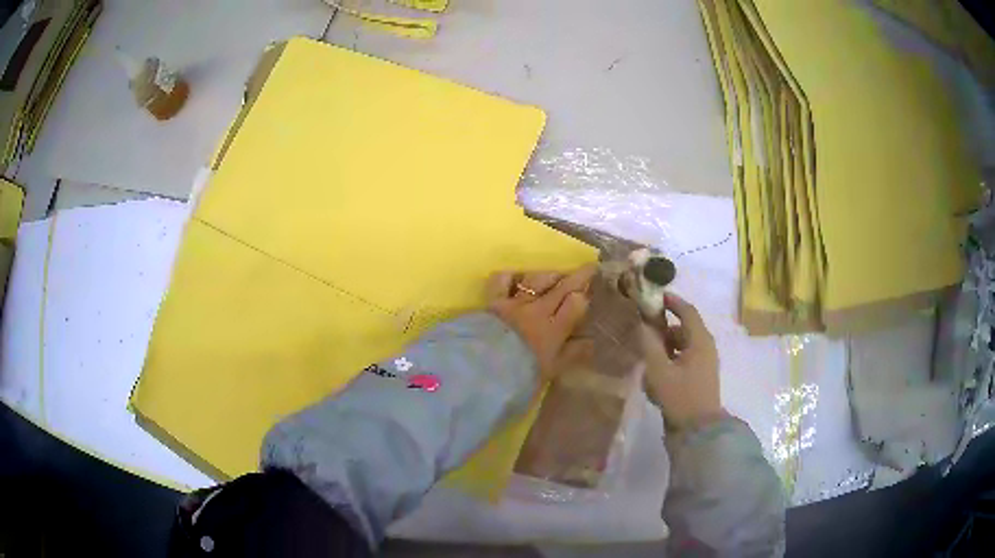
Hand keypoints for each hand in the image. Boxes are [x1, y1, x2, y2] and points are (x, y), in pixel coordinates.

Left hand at [487, 265, 596, 382]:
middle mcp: (538, 310)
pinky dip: (511, 277)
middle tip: (589, 268)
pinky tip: (517, 277)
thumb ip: (573, 353)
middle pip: (562, 288)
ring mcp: (515, 303)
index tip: (589, 293)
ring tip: (556, 275)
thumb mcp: (554, 369)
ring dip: (549, 275)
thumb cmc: (523, 373)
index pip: (576, 304)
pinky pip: (502, 281)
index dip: (583, 297)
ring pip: (536, 280)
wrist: (485, 369)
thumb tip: (590, 342)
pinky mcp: (494, 301)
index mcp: (555, 328)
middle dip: (578, 277)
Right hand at [639, 293, 723, 430]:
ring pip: (682, 346)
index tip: (654, 296)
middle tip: (643, 331)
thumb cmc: (680, 396)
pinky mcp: (700, 377)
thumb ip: (649, 344)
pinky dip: (670, 360)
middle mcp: (705, 347)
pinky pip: (684, 360)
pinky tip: (655, 375)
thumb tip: (643, 324)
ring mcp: (704, 363)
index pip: (687, 311)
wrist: (698, 430)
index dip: (671, 301)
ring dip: (665, 347)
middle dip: (663, 328)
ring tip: (646, 358)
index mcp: (700, 340)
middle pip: (684, 329)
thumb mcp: (659, 369)